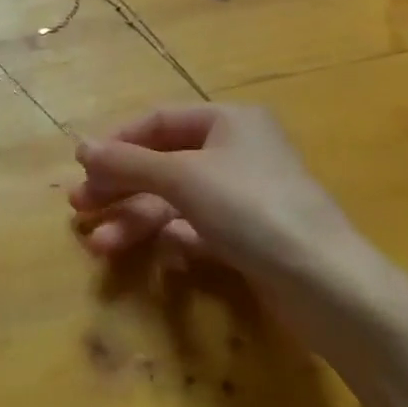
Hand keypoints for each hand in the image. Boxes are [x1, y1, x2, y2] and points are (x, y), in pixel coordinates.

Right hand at [69, 102, 380, 303]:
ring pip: (176, 200)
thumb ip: (128, 162)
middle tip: (79, 207)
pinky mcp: (250, 237)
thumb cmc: (252, 208)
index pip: (158, 121)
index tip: (82, 167)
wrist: (328, 286)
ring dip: (137, 219)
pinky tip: (148, 253)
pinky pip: (197, 228)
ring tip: (99, 245)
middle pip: (163, 163)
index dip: (117, 142)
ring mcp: (245, 196)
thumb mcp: (182, 177)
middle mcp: (237, 151)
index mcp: (228, 120)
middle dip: (120, 187)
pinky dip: (170, 238)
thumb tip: (79, 147)